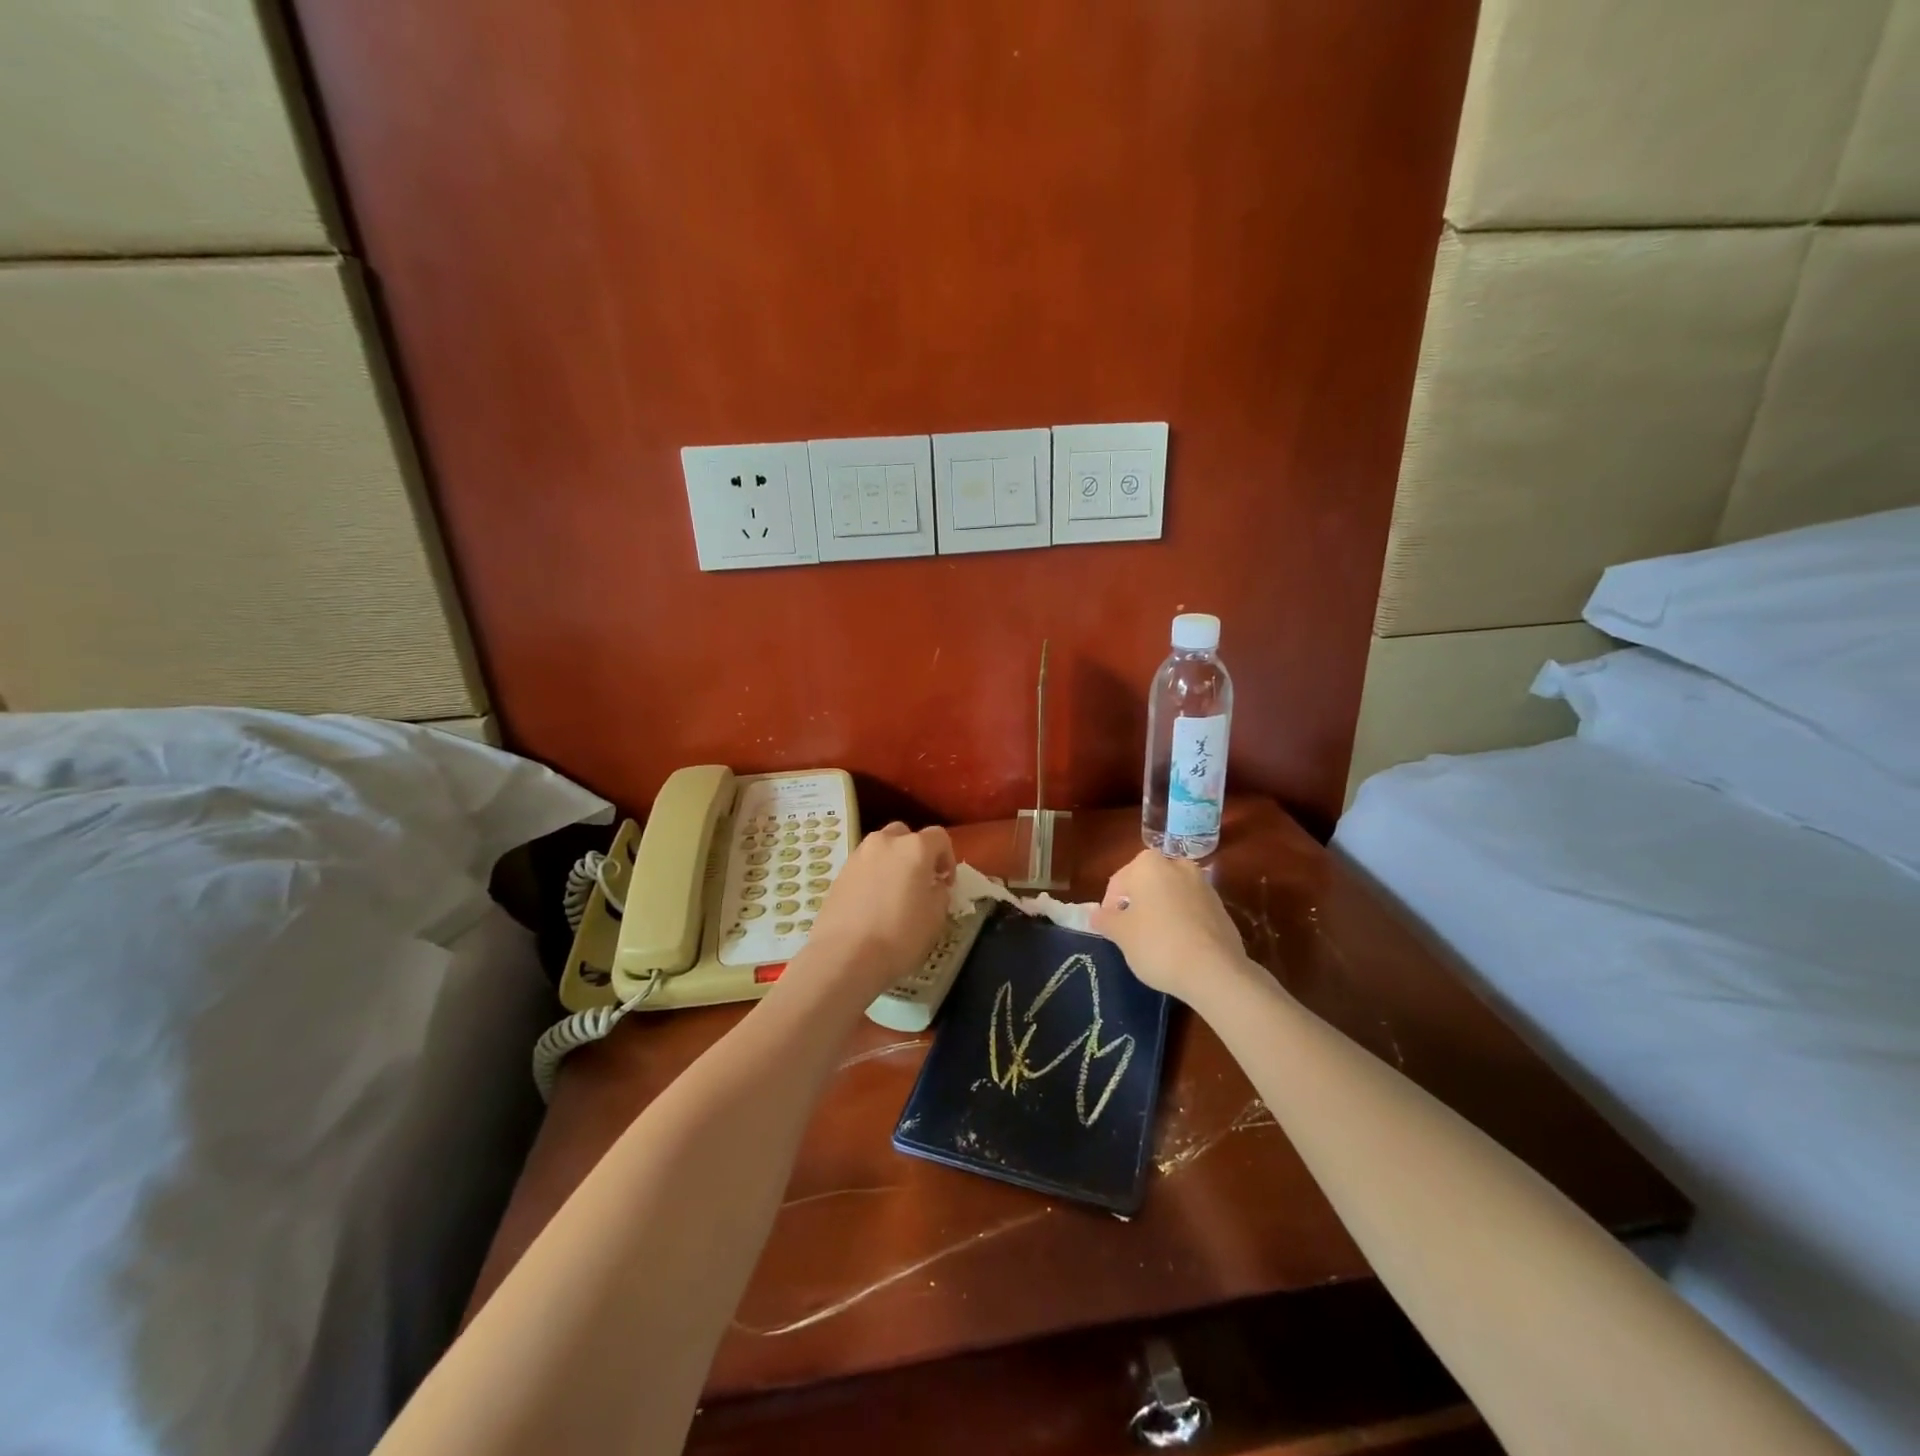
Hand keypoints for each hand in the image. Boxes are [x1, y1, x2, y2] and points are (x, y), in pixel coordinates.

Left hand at [803, 823, 954, 999]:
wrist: (845, 956)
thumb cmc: (900, 935)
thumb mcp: (936, 917)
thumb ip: (940, 892)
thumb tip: (933, 886)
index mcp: (914, 848)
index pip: (939, 837)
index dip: (947, 858)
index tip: (946, 883)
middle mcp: (885, 842)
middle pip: (906, 836)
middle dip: (916, 853)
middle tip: (920, 881)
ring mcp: (858, 856)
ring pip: (881, 849)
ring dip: (892, 862)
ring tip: (895, 893)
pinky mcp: (839, 873)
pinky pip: (863, 866)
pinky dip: (872, 876)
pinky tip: (873, 903)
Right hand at [1092, 849, 1250, 1003]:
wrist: (1215, 970)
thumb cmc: (1157, 945)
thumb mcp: (1121, 934)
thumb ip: (1105, 919)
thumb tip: (1095, 914)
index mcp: (1148, 864)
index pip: (1117, 883)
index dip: (1109, 908)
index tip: (1111, 931)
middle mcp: (1177, 864)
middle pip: (1146, 885)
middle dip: (1136, 906)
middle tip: (1130, 935)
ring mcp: (1203, 884)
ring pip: (1170, 896)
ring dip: (1160, 912)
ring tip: (1155, 942)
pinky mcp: (1221, 906)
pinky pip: (1190, 909)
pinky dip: (1181, 921)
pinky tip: (1179, 946)